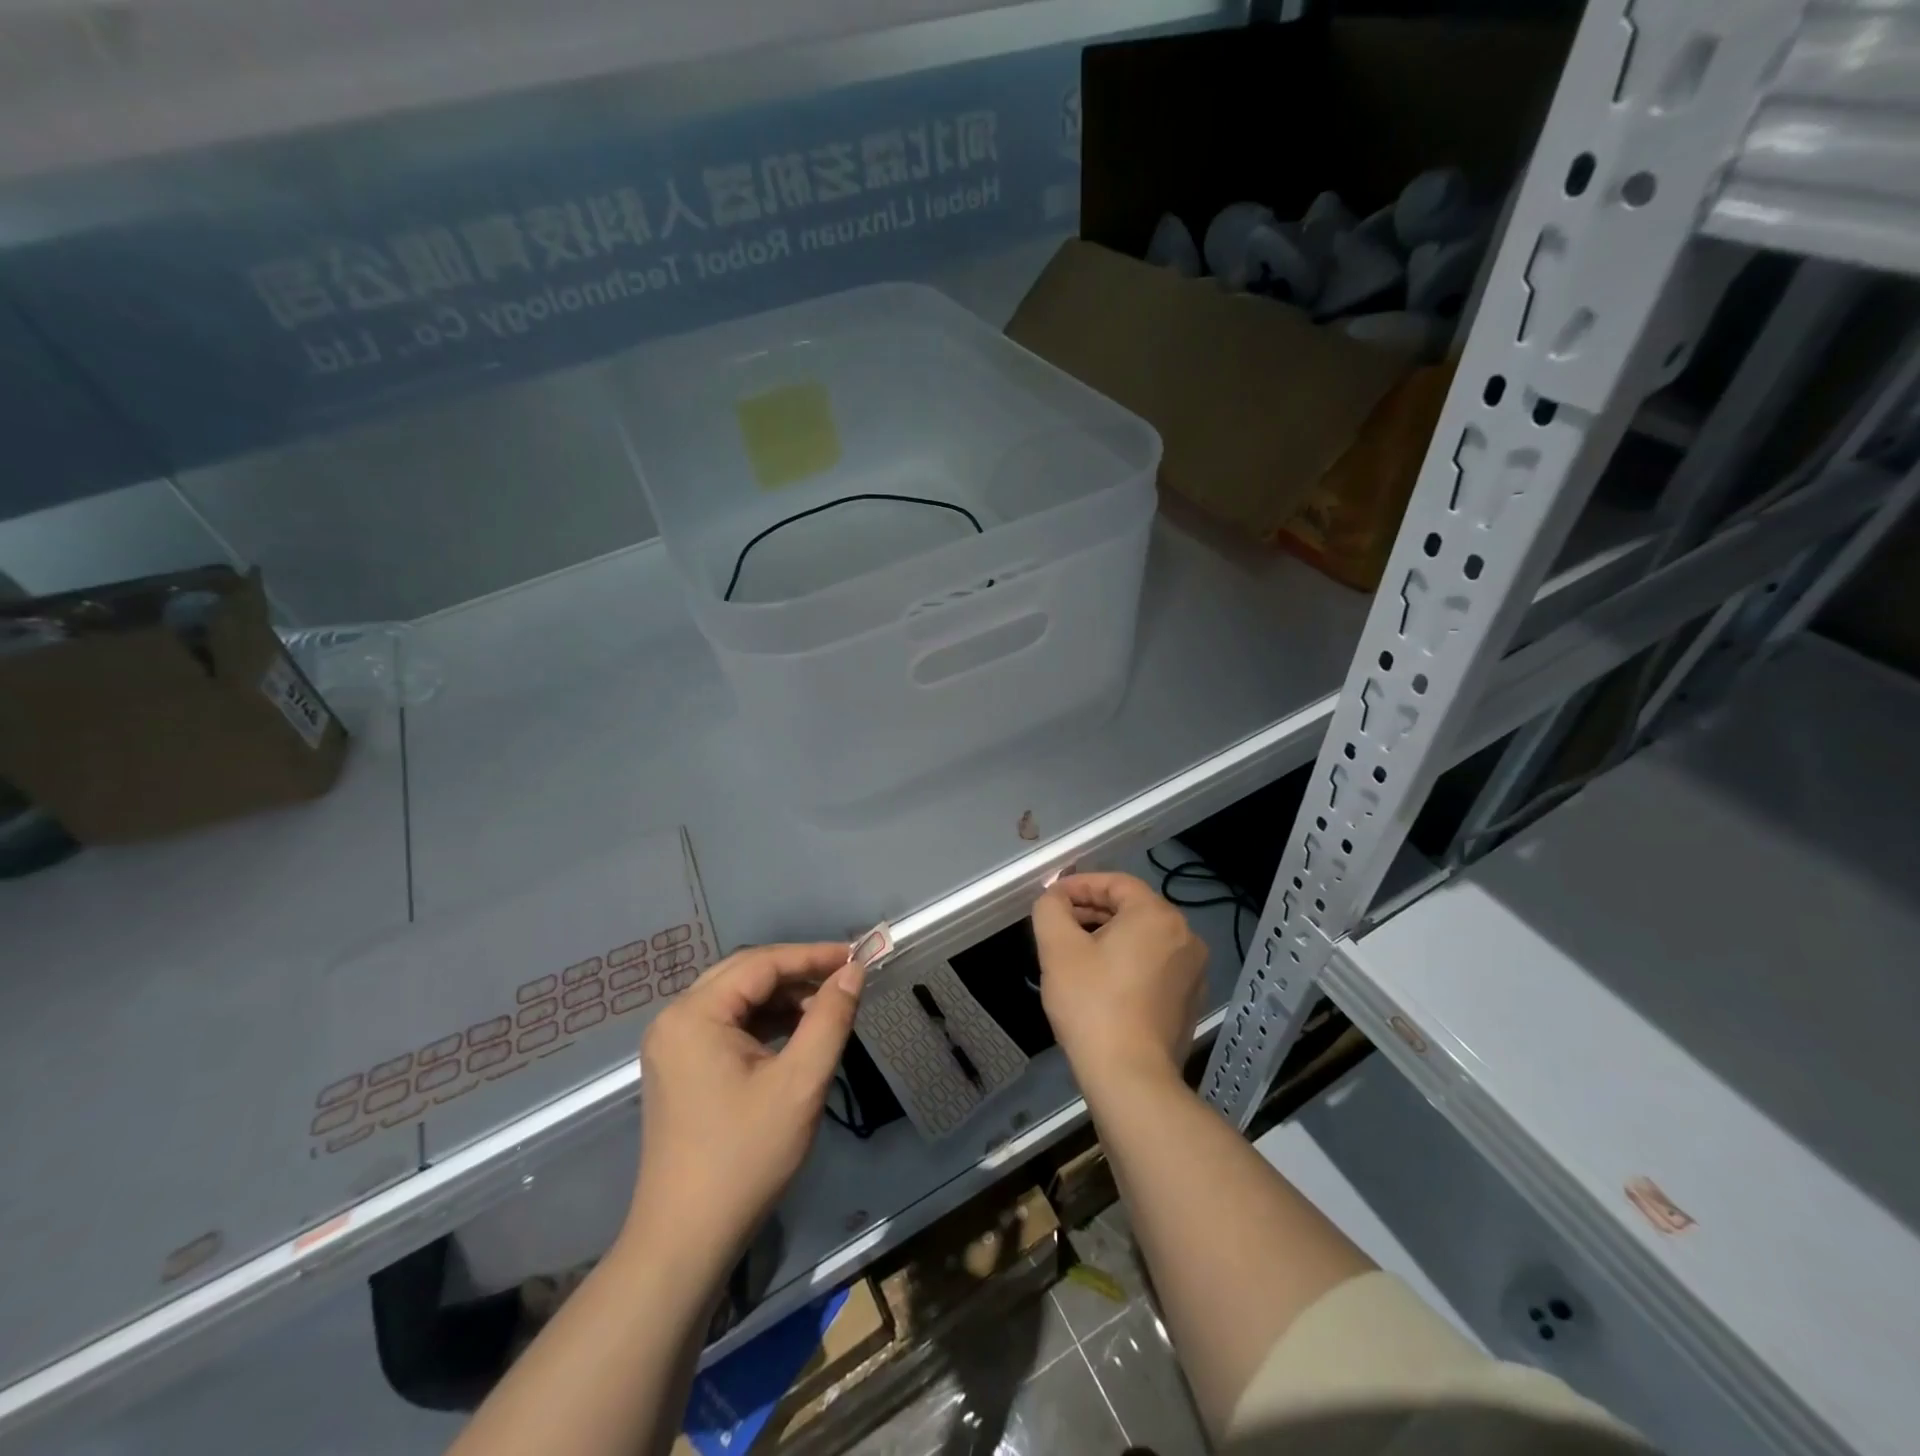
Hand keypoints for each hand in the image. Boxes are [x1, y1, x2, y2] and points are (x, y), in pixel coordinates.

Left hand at [625, 943, 865, 1271]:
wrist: (686, 1240)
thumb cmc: (745, 1157)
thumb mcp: (800, 1083)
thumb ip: (830, 1018)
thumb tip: (853, 971)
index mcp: (695, 1014)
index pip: (761, 963)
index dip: (812, 956)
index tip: (856, 957)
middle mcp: (676, 1018)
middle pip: (745, 974)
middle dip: (797, 973)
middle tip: (844, 979)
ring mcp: (673, 1044)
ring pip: (737, 999)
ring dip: (782, 998)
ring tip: (827, 1010)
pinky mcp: (680, 1067)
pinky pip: (727, 1025)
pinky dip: (765, 1022)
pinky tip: (797, 1034)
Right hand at [1032, 873, 1207, 1091]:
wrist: (1130, 1077)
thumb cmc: (1092, 1004)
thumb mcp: (1057, 948)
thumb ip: (1051, 909)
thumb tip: (1055, 899)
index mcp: (1157, 915)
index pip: (1115, 883)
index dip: (1080, 885)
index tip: (1052, 898)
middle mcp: (1185, 936)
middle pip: (1132, 909)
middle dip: (1092, 912)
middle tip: (1060, 924)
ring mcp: (1193, 971)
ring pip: (1144, 938)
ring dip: (1109, 937)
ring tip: (1076, 953)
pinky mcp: (1190, 1000)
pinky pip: (1155, 965)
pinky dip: (1128, 962)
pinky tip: (1101, 982)